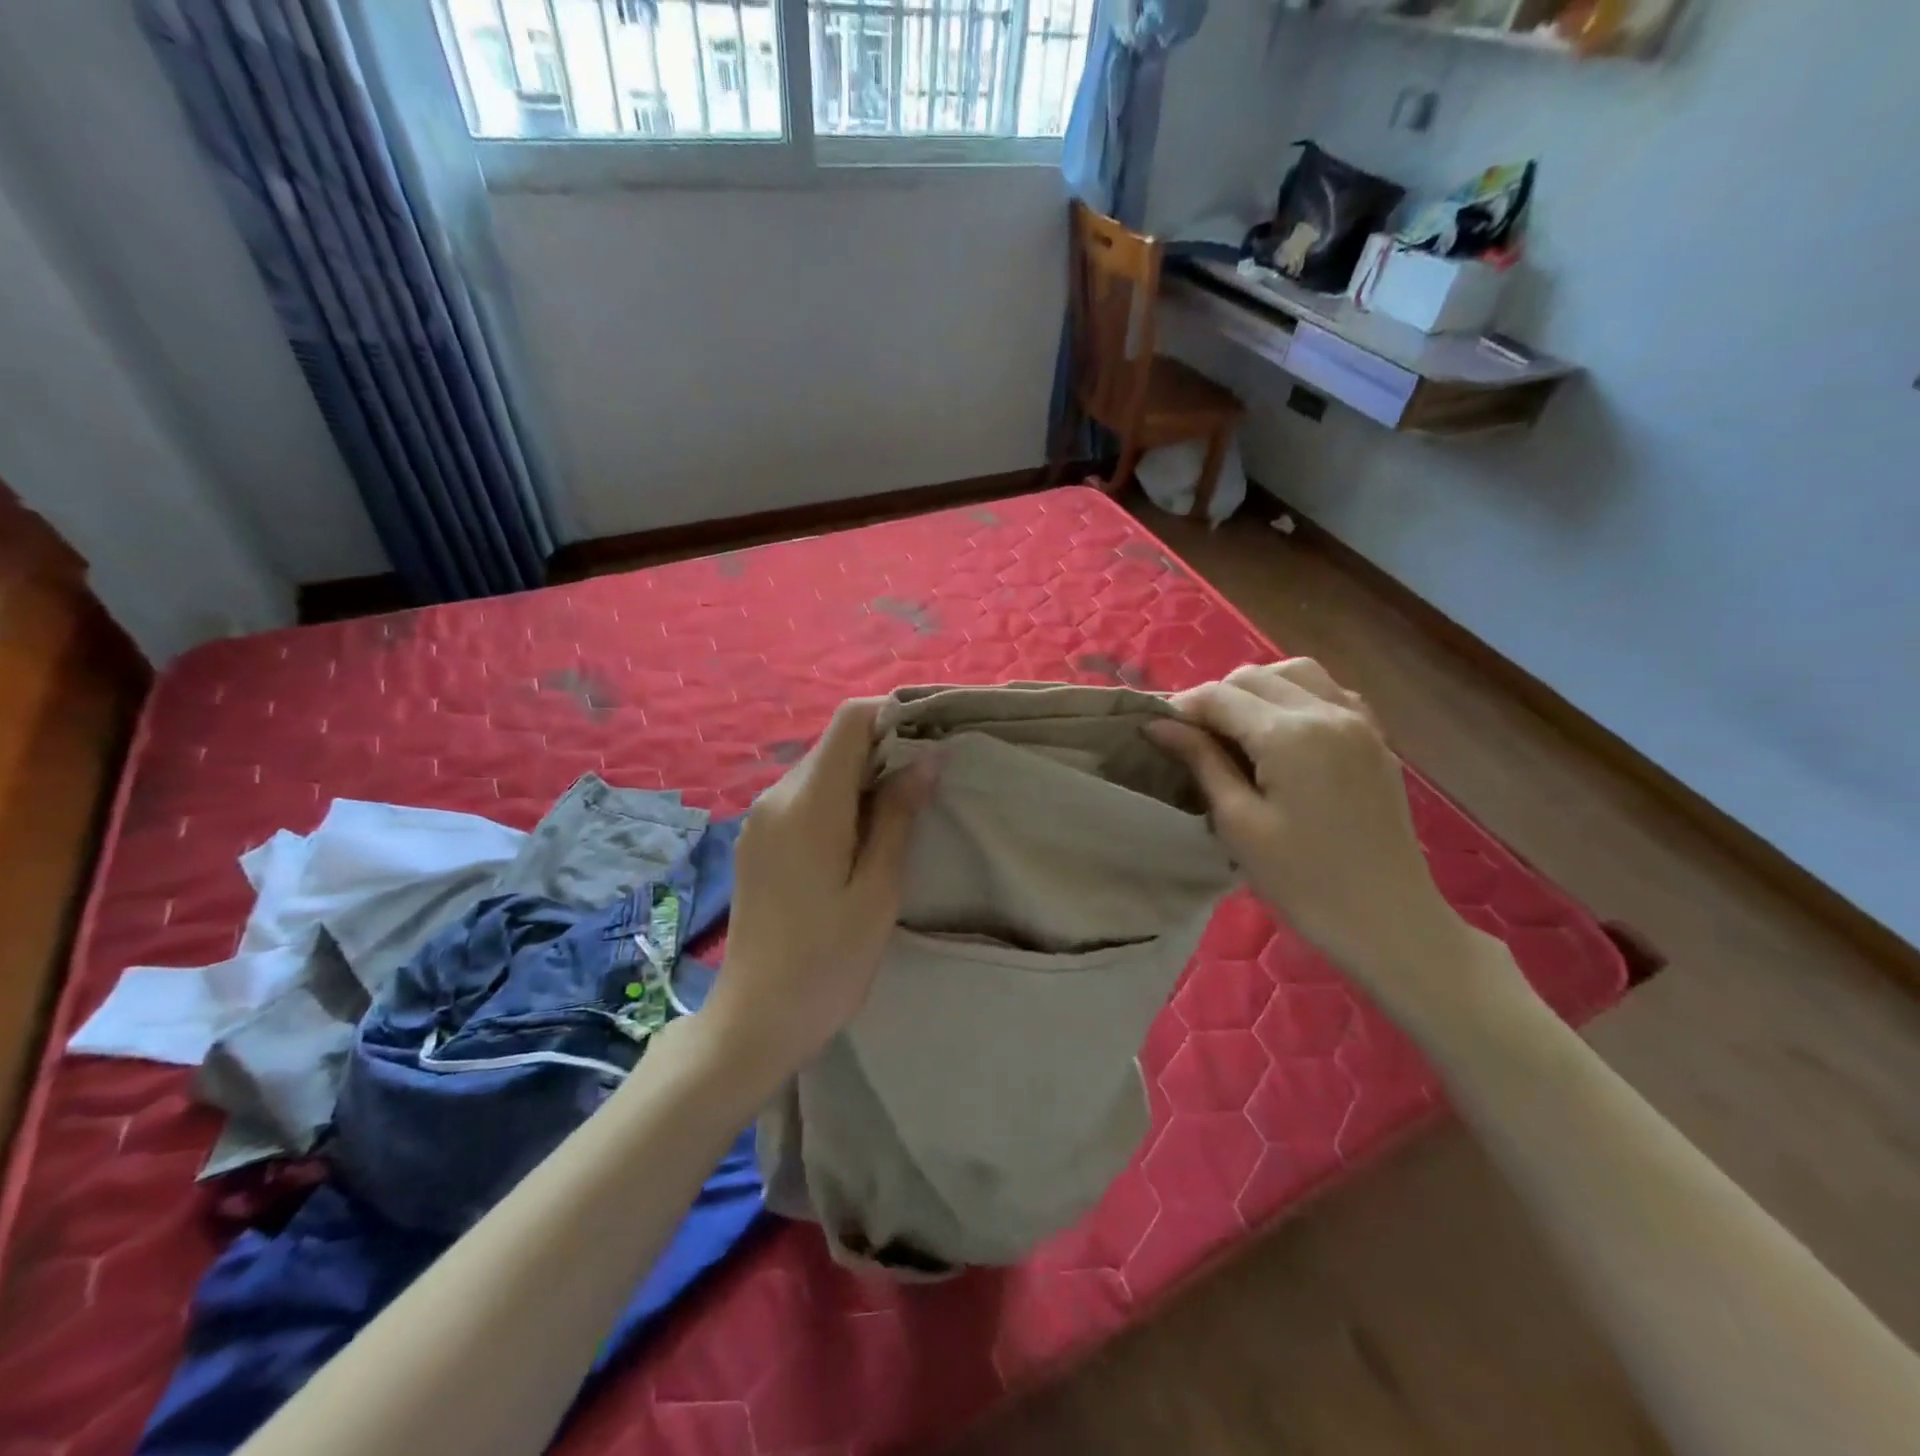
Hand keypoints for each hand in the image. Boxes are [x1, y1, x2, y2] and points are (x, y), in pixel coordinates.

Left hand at [703, 698, 934, 1080]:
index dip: (892, 714)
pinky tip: (859, 841)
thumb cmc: (828, 962)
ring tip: (900, 816)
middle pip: (835, 744)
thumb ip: (898, 816)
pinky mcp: (756, 841)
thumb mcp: (877, 891)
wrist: (754, 1021)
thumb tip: (926, 757)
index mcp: (809, 804)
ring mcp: (760, 820)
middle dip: (883, 750)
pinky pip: (803, 799)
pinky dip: (838, 801)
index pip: (849, 721)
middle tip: (927, 785)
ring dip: (862, 778)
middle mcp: (777, 797)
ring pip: (820, 771)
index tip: (931, 738)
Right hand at [1147, 661, 1523, 1037]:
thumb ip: (1201, 762)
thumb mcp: (1238, 823)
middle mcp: (1328, 712)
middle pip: (1256, 676)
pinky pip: (1330, 693)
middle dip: (1217, 696)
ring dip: (1257, 689)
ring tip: (1235, 728)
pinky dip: (1297, 696)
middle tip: (1191, 737)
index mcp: (1290, 734)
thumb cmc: (1302, 880)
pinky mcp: (1375, 739)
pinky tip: (1282, 730)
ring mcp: (1359, 722)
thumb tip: (1159, 725)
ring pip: (1296, 673)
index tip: (1156, 731)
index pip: (1221, 696)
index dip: (1182, 708)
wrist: (1388, 920)